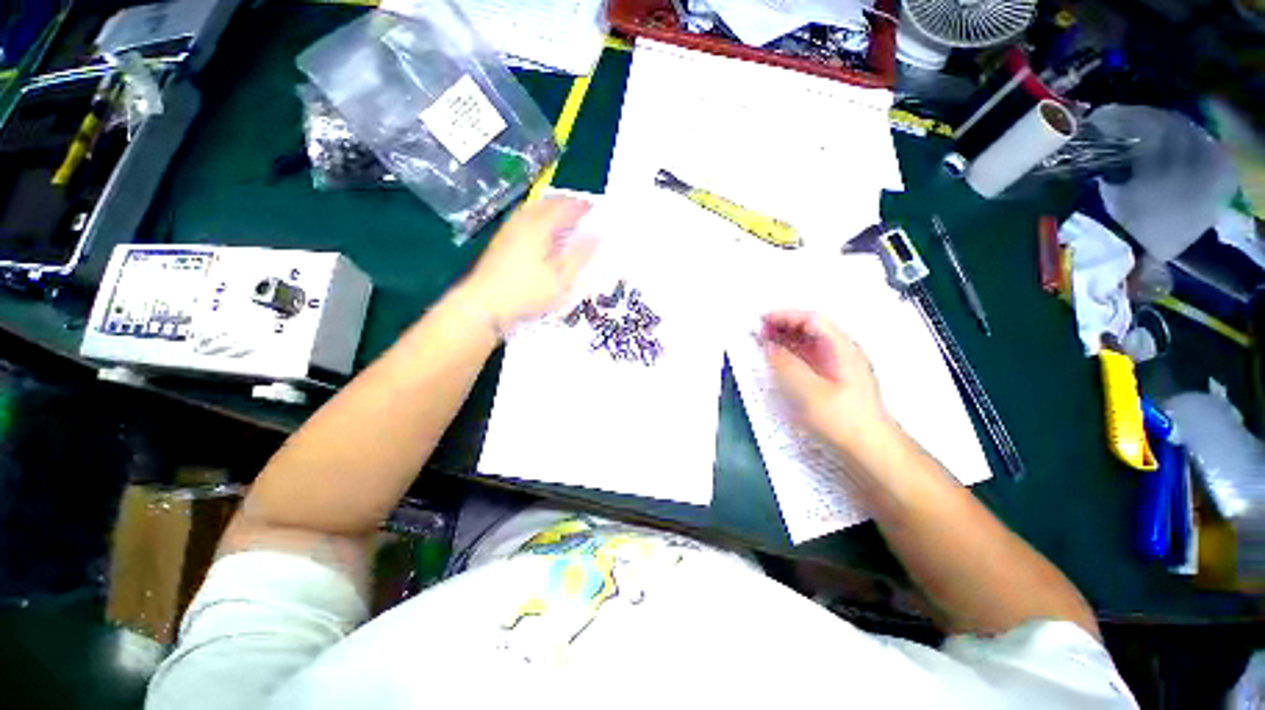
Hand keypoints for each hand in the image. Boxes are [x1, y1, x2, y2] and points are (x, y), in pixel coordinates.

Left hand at [460, 197, 597, 331]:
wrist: (484, 304)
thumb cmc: (527, 292)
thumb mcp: (560, 279)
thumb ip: (579, 256)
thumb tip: (596, 236)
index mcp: (539, 227)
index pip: (564, 207)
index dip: (580, 206)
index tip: (594, 209)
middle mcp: (523, 222)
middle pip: (546, 203)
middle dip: (565, 203)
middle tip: (580, 211)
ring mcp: (509, 230)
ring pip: (533, 209)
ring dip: (550, 208)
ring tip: (563, 217)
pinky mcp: (501, 241)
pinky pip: (524, 218)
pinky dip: (538, 217)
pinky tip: (541, 231)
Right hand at [761, 310, 893, 452]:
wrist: (870, 450)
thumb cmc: (841, 419)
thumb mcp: (808, 390)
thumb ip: (785, 364)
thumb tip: (767, 345)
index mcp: (841, 348)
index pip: (811, 320)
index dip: (784, 316)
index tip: (761, 321)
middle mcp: (842, 352)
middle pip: (811, 329)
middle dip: (783, 326)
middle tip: (759, 332)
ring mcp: (839, 366)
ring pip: (810, 343)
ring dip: (786, 340)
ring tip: (764, 344)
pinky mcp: (834, 380)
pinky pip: (810, 358)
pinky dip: (792, 355)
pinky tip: (780, 362)